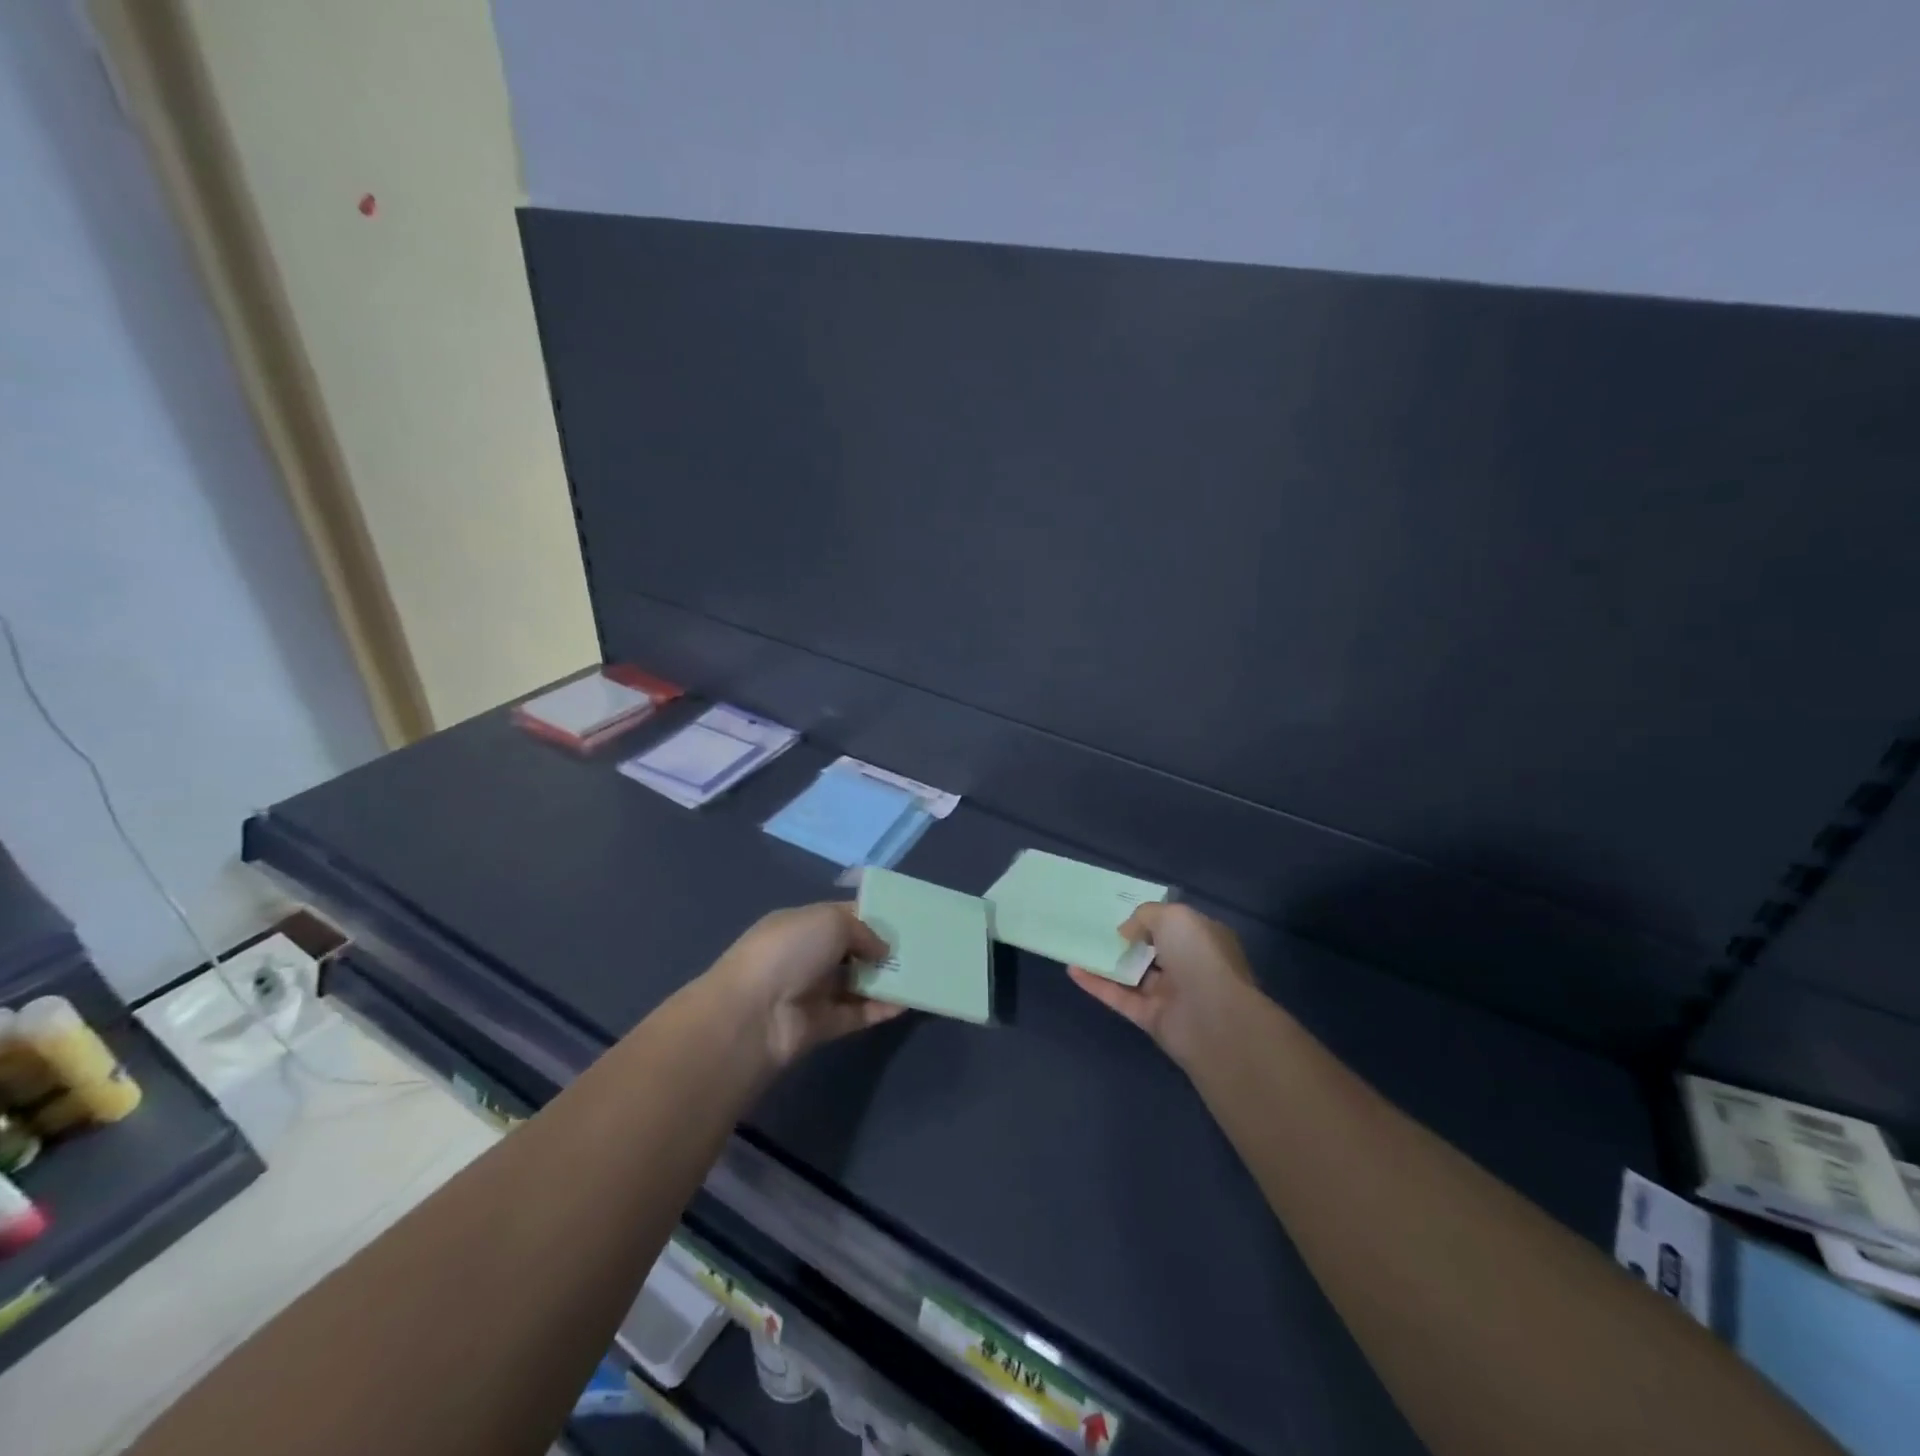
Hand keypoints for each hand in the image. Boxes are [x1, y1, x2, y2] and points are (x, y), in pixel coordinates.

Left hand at [711, 902, 906, 1068]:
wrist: (754, 1014)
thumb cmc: (790, 951)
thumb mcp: (830, 921)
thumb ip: (863, 930)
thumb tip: (882, 949)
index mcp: (801, 924)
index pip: (841, 916)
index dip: (871, 916)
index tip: (904, 919)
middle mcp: (807, 956)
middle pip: (852, 951)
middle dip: (882, 949)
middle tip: (920, 948)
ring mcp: (814, 992)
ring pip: (857, 983)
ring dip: (885, 979)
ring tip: (921, 974)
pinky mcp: (823, 1025)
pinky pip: (858, 1013)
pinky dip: (881, 1009)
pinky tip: (907, 1002)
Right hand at [1069, 902, 1255, 1069]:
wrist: (1213, 1018)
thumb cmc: (1199, 957)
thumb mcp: (1173, 917)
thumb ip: (1145, 916)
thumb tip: (1127, 932)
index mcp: (1203, 940)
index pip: (1176, 925)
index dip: (1151, 918)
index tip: (1122, 910)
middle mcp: (1190, 967)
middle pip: (1153, 950)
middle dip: (1128, 940)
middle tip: (1096, 926)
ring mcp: (1170, 995)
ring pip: (1133, 975)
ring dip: (1107, 962)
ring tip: (1078, 944)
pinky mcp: (1150, 1018)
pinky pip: (1119, 997)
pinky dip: (1096, 984)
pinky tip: (1072, 969)